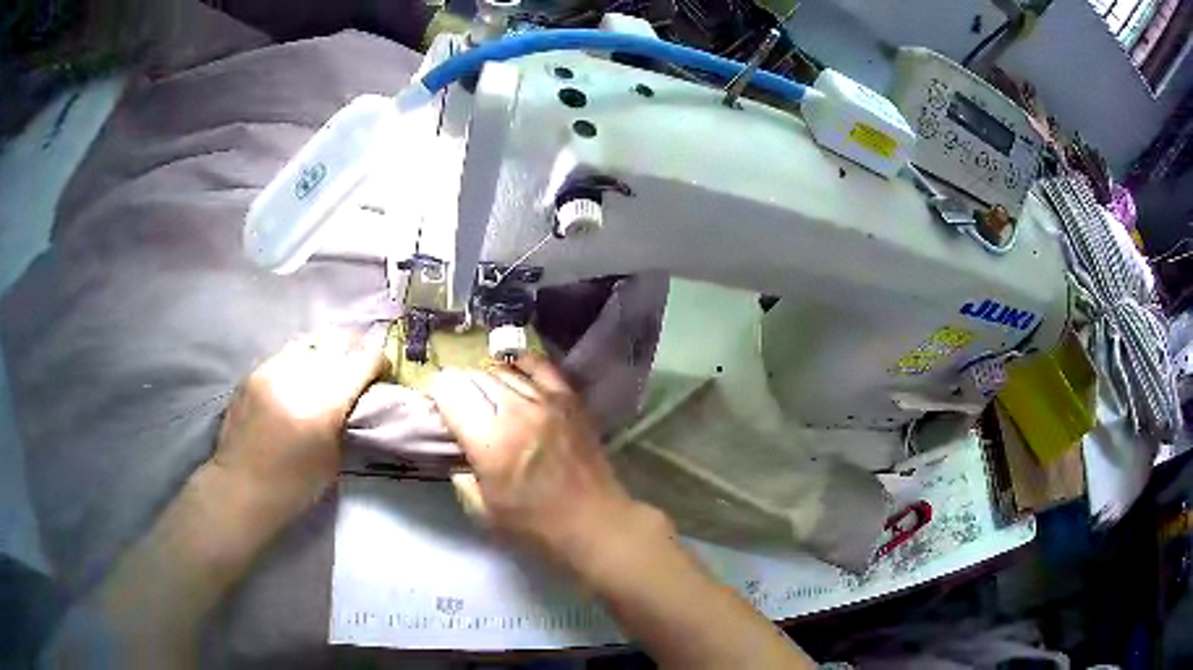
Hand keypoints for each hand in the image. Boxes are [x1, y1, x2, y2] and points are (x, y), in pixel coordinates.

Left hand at [212, 330, 386, 523]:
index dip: (379, 361)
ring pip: (310, 341)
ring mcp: (271, 369)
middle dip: (356, 347)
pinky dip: (302, 358)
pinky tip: (303, 374)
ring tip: (333, 362)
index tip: (384, 371)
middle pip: (336, 342)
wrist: (242, 488)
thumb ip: (344, 419)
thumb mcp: (333, 458)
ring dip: (327, 349)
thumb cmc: (294, 486)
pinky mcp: (254, 371)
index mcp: (322, 403)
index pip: (362, 360)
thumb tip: (353, 396)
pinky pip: (286, 353)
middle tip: (363, 360)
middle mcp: (297, 376)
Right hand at [428, 355, 660, 569]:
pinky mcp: (569, 399)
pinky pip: (540, 367)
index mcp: (490, 441)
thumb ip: (460, 475)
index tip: (433, 403)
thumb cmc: (536, 526)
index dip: (435, 393)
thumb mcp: (482, 510)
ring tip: (480, 394)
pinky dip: (520, 364)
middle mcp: (516, 411)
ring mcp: (547, 401)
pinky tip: (511, 370)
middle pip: (473, 378)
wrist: (594, 522)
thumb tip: (455, 449)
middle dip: (456, 386)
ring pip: (502, 371)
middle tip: (454, 403)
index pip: (450, 393)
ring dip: (483, 379)